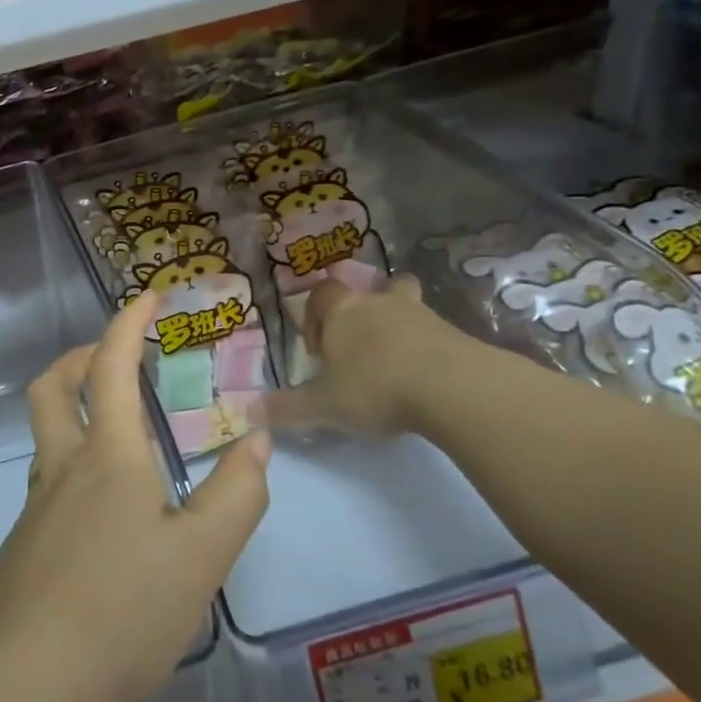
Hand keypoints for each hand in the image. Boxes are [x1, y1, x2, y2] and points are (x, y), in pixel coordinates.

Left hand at [0, 290, 270, 701]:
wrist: (25, 685)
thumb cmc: (122, 611)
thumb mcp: (202, 557)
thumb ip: (236, 495)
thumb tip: (257, 441)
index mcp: (108, 457)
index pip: (112, 367)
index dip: (128, 323)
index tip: (147, 297)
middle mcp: (62, 468)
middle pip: (51, 388)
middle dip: (80, 358)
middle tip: (114, 358)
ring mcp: (35, 508)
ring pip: (45, 436)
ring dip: (73, 411)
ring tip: (119, 433)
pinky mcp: (22, 548)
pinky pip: (47, 484)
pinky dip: (73, 466)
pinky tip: (105, 513)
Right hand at [270, 274, 481, 437]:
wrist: (452, 387)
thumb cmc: (375, 387)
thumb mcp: (323, 405)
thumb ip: (286, 408)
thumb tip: (246, 412)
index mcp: (342, 313)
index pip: (322, 294)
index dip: (315, 315)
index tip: (318, 349)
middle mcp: (378, 304)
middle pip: (371, 289)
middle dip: (364, 310)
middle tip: (359, 344)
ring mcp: (421, 315)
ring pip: (406, 304)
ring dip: (397, 324)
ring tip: (394, 359)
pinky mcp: (455, 333)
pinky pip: (434, 331)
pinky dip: (427, 346)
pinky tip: (425, 376)